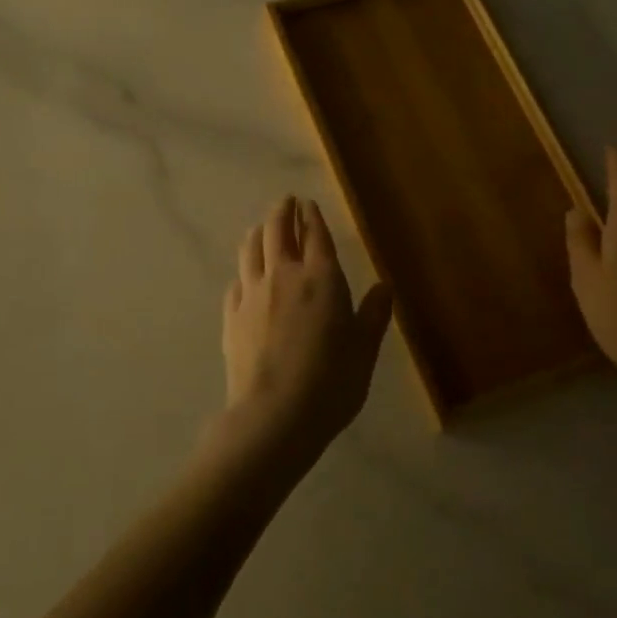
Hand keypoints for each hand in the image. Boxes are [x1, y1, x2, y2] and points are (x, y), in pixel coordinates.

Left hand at [223, 197, 392, 461]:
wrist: (275, 415)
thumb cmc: (331, 383)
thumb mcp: (364, 350)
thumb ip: (374, 315)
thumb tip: (384, 286)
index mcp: (321, 279)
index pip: (316, 235)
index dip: (312, 216)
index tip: (308, 203)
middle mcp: (284, 276)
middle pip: (278, 231)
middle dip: (282, 212)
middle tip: (286, 202)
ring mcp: (253, 293)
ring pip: (251, 249)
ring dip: (259, 232)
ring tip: (263, 227)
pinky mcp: (232, 315)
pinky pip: (236, 281)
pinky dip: (243, 270)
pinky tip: (245, 275)